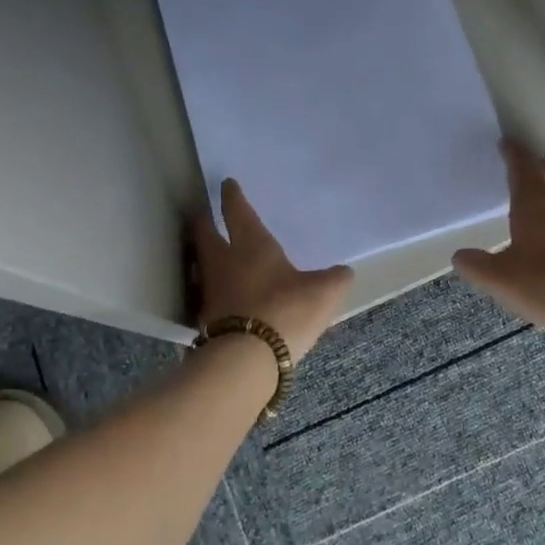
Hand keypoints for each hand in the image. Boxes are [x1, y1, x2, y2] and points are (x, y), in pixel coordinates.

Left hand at [192, 180, 353, 363]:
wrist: (246, 360)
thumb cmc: (286, 311)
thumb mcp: (323, 292)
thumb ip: (334, 279)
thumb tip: (343, 272)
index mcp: (251, 244)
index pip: (237, 212)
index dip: (232, 197)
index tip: (226, 184)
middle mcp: (223, 262)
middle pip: (205, 235)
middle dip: (204, 223)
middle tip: (203, 215)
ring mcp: (209, 291)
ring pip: (201, 265)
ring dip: (202, 257)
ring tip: (210, 256)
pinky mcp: (203, 320)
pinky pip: (206, 296)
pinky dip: (211, 291)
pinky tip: (221, 298)